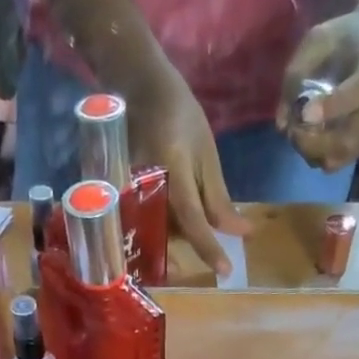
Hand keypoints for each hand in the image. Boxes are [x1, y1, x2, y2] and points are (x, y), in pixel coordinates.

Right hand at [123, 65, 249, 275]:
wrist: (138, 87)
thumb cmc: (179, 115)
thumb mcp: (206, 152)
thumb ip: (218, 197)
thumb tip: (239, 232)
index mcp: (173, 169)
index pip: (192, 218)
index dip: (208, 247)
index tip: (225, 272)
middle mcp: (146, 184)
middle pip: (169, 233)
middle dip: (189, 250)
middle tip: (210, 258)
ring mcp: (127, 191)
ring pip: (153, 232)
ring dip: (173, 243)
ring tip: (189, 241)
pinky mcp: (119, 195)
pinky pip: (141, 223)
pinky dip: (159, 231)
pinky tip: (170, 230)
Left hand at [276, 3, 358, 171]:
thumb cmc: (344, 37)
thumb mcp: (317, 40)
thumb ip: (296, 75)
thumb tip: (282, 124)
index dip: (334, 105)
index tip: (305, 113)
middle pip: (350, 137)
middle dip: (314, 142)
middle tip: (293, 131)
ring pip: (343, 155)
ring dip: (314, 152)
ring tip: (299, 136)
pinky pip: (342, 160)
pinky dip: (322, 156)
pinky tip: (311, 140)